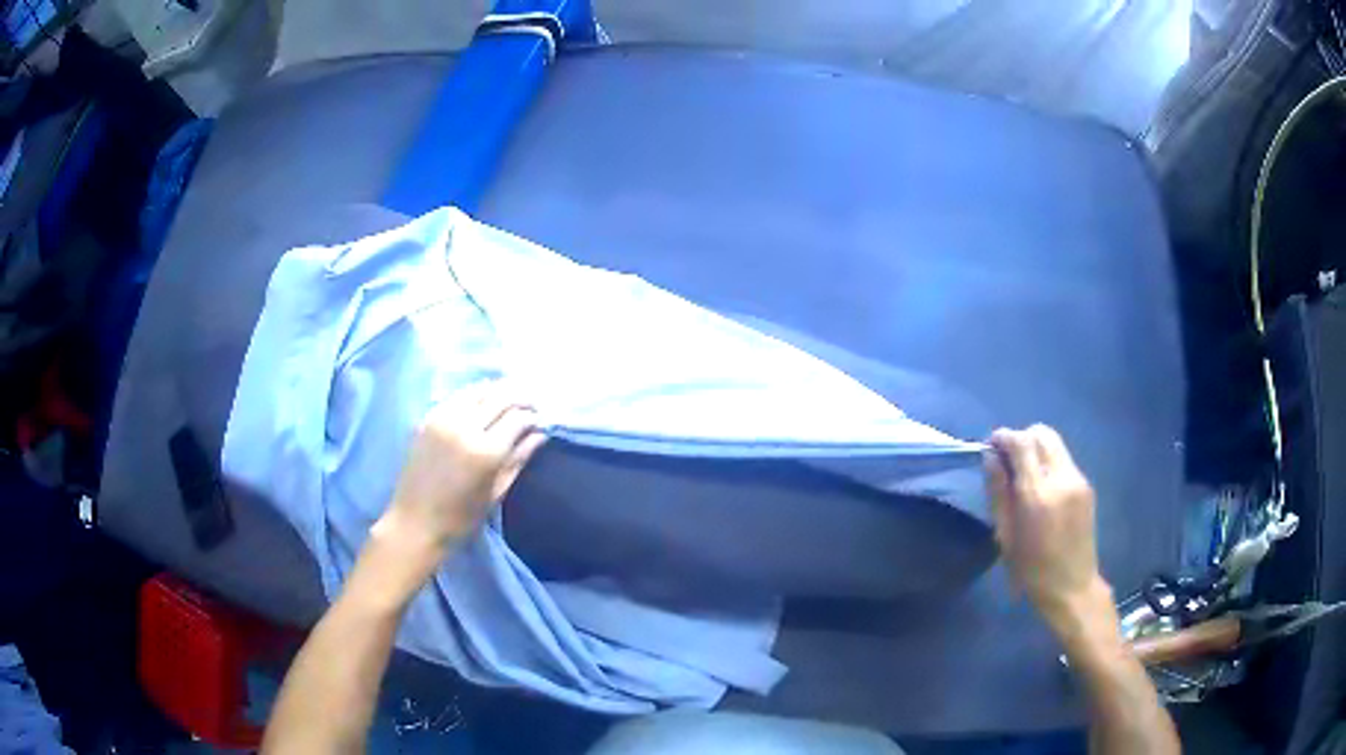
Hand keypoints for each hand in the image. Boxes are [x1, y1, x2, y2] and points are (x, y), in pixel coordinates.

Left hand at [377, 381, 544, 557]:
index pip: (518, 418)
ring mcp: (443, 420)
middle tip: (531, 405)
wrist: (414, 523)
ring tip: (509, 399)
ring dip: (498, 391)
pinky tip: (482, 401)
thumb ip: (518, 460)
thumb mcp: (496, 493)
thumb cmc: (460, 518)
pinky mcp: (428, 419)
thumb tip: (539, 434)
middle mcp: (465, 427)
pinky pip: (457, 397)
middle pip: (500, 397)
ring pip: (478, 390)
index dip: (533, 416)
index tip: (540, 420)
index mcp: (486, 452)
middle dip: (520, 397)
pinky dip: (474, 394)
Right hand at [985, 425, 1106, 627]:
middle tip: (1008, 458)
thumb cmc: (1031, 569)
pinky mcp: (1086, 485)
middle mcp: (1061, 478)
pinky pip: (1064, 460)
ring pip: (1055, 444)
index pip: (1022, 443)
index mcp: (1037, 494)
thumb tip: (990, 457)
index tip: (991, 444)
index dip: (1004, 436)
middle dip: (1022, 438)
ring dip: (1037, 449)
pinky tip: (1042, 488)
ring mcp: (1078, 479)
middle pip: (1042, 433)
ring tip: (1024, 473)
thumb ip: (998, 492)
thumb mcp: (1006, 535)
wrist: (1072, 586)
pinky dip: (1049, 462)